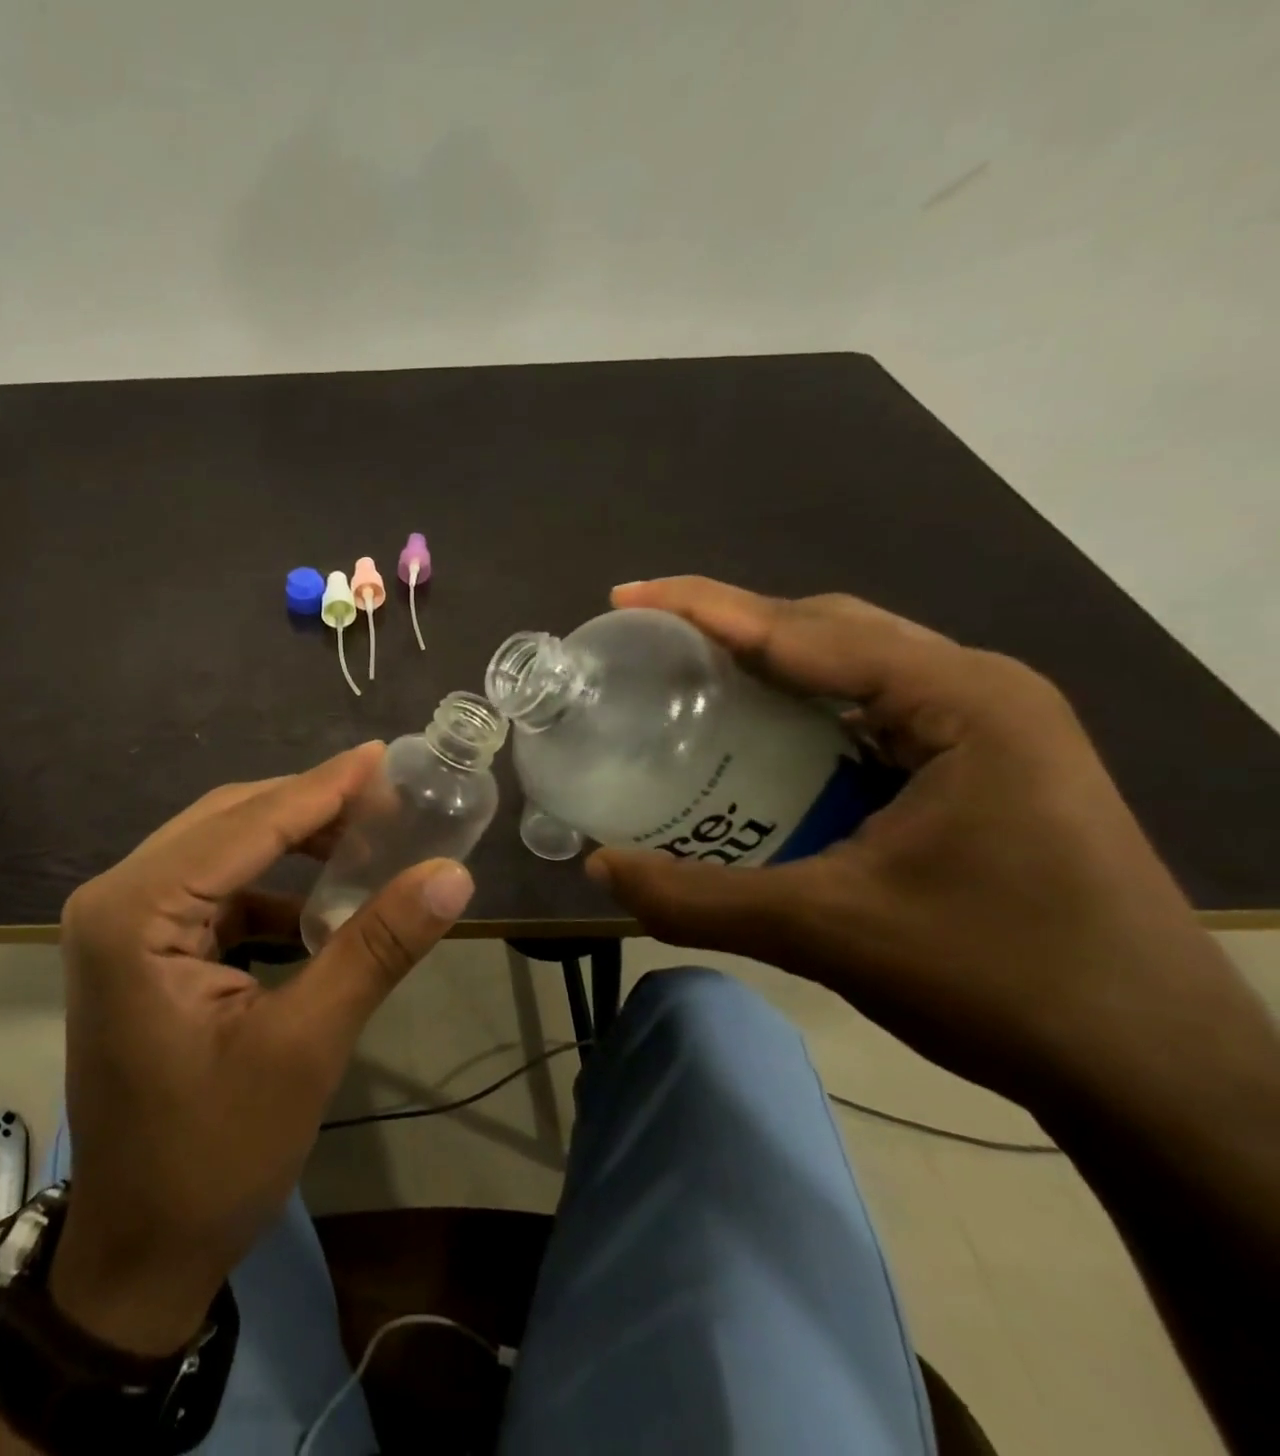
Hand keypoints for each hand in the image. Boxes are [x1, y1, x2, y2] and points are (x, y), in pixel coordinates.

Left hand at [49, 744, 473, 1355]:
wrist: (140, 1249)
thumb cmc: (213, 1157)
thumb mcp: (304, 1047)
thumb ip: (374, 949)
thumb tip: (452, 876)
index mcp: (133, 913)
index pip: (243, 825)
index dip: (320, 789)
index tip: (382, 756)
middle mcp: (115, 898)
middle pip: (225, 824)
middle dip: (306, 808)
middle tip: (385, 796)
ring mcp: (121, 922)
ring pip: (218, 851)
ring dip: (289, 843)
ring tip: (364, 837)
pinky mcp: (139, 946)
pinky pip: (211, 891)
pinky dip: (267, 887)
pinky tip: (319, 901)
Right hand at [587, 578, 1242, 1108]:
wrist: (1153, 1071)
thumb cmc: (1002, 981)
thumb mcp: (826, 932)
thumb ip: (697, 899)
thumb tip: (597, 866)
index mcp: (959, 702)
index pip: (806, 628)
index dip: (704, 608)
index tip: (626, 598)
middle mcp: (977, 692)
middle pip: (828, 629)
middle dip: (731, 624)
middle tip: (648, 640)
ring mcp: (987, 729)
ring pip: (851, 666)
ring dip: (766, 662)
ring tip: (685, 677)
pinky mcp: (979, 767)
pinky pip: (867, 710)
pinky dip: (798, 707)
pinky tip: (754, 739)